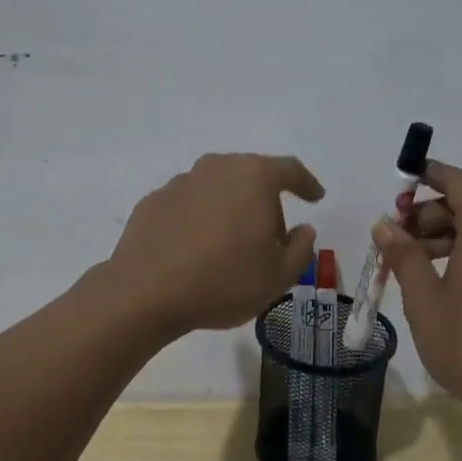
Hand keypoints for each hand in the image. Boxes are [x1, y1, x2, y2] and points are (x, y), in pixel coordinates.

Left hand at [107, 153, 322, 333]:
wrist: (146, 292)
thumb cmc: (224, 281)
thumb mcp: (278, 276)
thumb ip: (300, 248)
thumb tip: (302, 230)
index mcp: (253, 177)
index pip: (289, 169)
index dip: (307, 183)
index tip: (315, 197)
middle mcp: (216, 168)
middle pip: (251, 176)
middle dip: (266, 201)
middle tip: (272, 236)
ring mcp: (180, 182)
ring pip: (218, 188)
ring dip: (230, 209)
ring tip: (231, 246)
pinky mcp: (153, 201)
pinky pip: (189, 205)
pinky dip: (200, 220)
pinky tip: (197, 250)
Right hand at [371, 161, 461, 431]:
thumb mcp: (424, 299)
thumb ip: (403, 255)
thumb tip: (385, 225)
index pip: (458, 182)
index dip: (428, 174)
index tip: (399, 183)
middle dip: (425, 215)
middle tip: (392, 242)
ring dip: (438, 238)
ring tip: (406, 267)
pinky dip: (458, 255)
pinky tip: (433, 284)